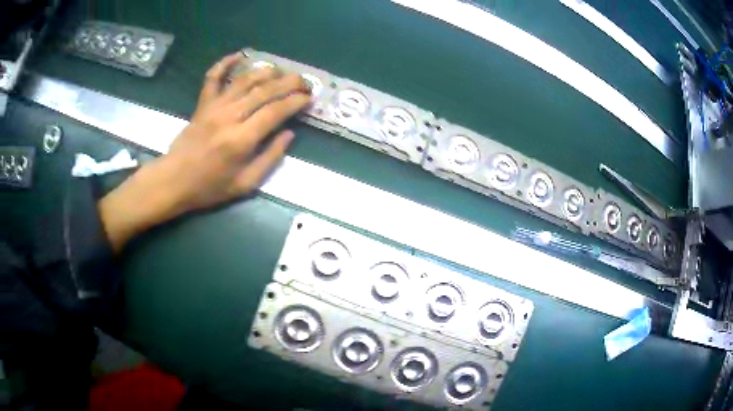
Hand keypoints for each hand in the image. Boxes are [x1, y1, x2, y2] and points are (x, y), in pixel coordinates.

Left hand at [99, 53, 310, 250]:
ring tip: (281, 71)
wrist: (174, 181)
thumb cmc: (210, 187)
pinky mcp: (202, 104)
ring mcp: (214, 107)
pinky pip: (213, 78)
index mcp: (241, 140)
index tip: (308, 98)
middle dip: (288, 83)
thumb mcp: (245, 184)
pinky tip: (239, 55)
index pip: (275, 111)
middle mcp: (229, 117)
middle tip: (304, 81)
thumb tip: (289, 134)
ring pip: (244, 80)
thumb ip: (270, 158)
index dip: (295, 102)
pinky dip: (224, 63)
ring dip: (266, 71)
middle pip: (264, 91)